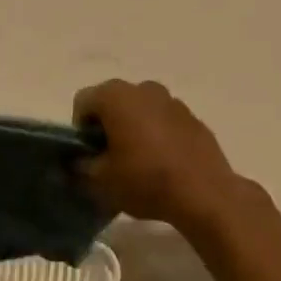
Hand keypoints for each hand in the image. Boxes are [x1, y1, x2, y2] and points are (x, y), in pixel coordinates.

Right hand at [72, 80, 251, 235]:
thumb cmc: (145, 180)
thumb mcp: (100, 181)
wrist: (204, 192)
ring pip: (140, 109)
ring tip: (137, 161)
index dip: (80, 129)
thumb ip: (80, 166)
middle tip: (109, 159)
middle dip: (106, 126)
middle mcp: (144, 88)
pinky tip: (162, 162)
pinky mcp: (192, 117)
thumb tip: (76, 161)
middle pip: (112, 102)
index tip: (89, 155)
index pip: (83, 102)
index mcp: (117, 96)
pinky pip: (163, 120)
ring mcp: (172, 100)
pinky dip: (157, 134)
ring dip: (132, 128)